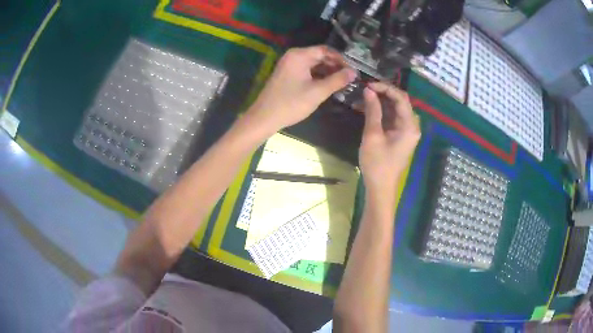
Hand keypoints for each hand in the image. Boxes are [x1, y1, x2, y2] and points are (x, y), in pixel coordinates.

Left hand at [246, 46, 356, 131]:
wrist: (264, 118)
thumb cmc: (291, 103)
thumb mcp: (318, 92)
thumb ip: (337, 80)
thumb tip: (354, 72)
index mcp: (299, 55)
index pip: (326, 50)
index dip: (341, 59)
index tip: (353, 70)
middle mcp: (294, 56)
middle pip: (320, 56)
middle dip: (335, 66)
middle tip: (350, 78)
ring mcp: (289, 65)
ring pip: (314, 64)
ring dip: (328, 72)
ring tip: (342, 83)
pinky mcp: (287, 75)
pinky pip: (307, 71)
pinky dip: (318, 77)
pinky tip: (328, 86)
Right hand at [359, 82, 420, 194]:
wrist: (381, 188)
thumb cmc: (377, 164)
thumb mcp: (373, 135)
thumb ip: (373, 111)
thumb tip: (369, 91)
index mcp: (409, 126)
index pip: (401, 98)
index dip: (385, 88)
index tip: (368, 85)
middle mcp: (412, 126)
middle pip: (401, 102)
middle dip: (384, 93)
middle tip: (366, 90)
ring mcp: (407, 132)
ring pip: (396, 109)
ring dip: (382, 102)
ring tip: (364, 97)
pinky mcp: (401, 136)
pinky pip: (393, 118)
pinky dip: (382, 112)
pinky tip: (369, 109)